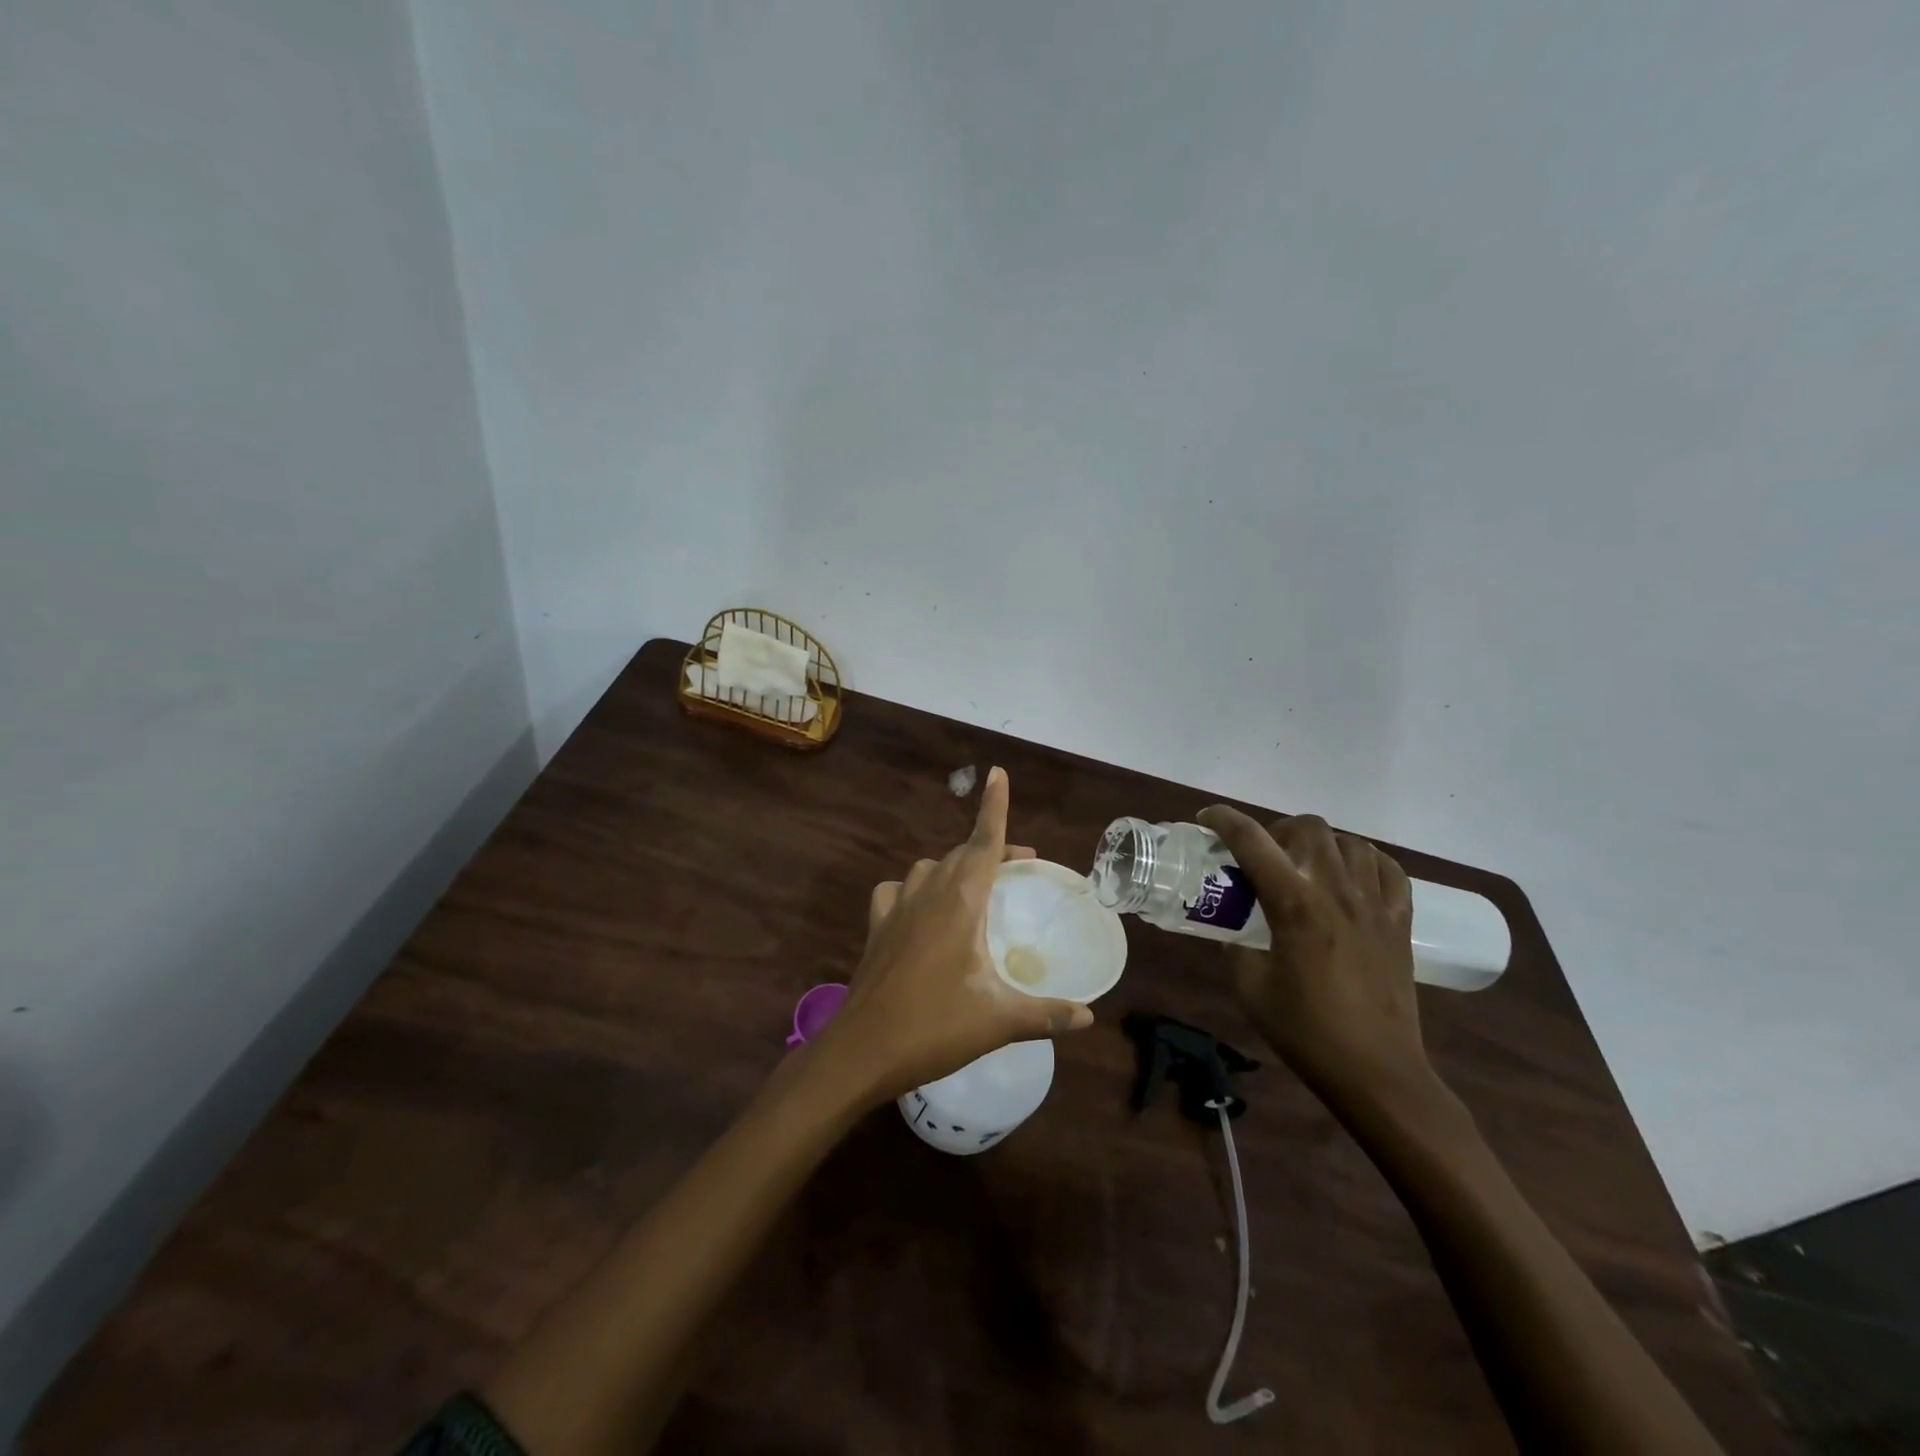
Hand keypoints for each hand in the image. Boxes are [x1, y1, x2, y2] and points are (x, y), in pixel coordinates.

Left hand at [817, 767, 1093, 1105]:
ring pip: (929, 868)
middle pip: (963, 854)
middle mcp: (927, 893)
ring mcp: (896, 908)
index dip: (994, 807)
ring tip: (974, 890)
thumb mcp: (999, 1021)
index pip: (984, 842)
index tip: (998, 773)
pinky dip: (913, 890)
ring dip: (954, 868)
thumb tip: (1089, 1017)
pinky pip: (897, 891)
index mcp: (960, 901)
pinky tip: (920, 910)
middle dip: (992, 852)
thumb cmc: (935, 1027)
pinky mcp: (877, 927)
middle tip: (1019, 868)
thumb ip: (1047, 1015)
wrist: (862, 1050)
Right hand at [1196, 807, 1432, 1108]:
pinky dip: (1366, 862)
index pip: (1252, 842)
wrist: (1376, 1072)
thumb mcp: (1250, 987)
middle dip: (1277, 830)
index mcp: (1294, 906)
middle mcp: (1336, 892)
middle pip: (1308, 827)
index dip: (1224, 820)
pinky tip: (1351, 879)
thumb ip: (1235, 945)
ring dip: (1321, 844)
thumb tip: (1228, 924)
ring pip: (1350, 841)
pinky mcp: (1400, 922)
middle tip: (1263, 857)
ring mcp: (1375, 905)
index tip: (1207, 818)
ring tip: (1307, 867)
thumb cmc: (1306, 1032)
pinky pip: (1388, 870)